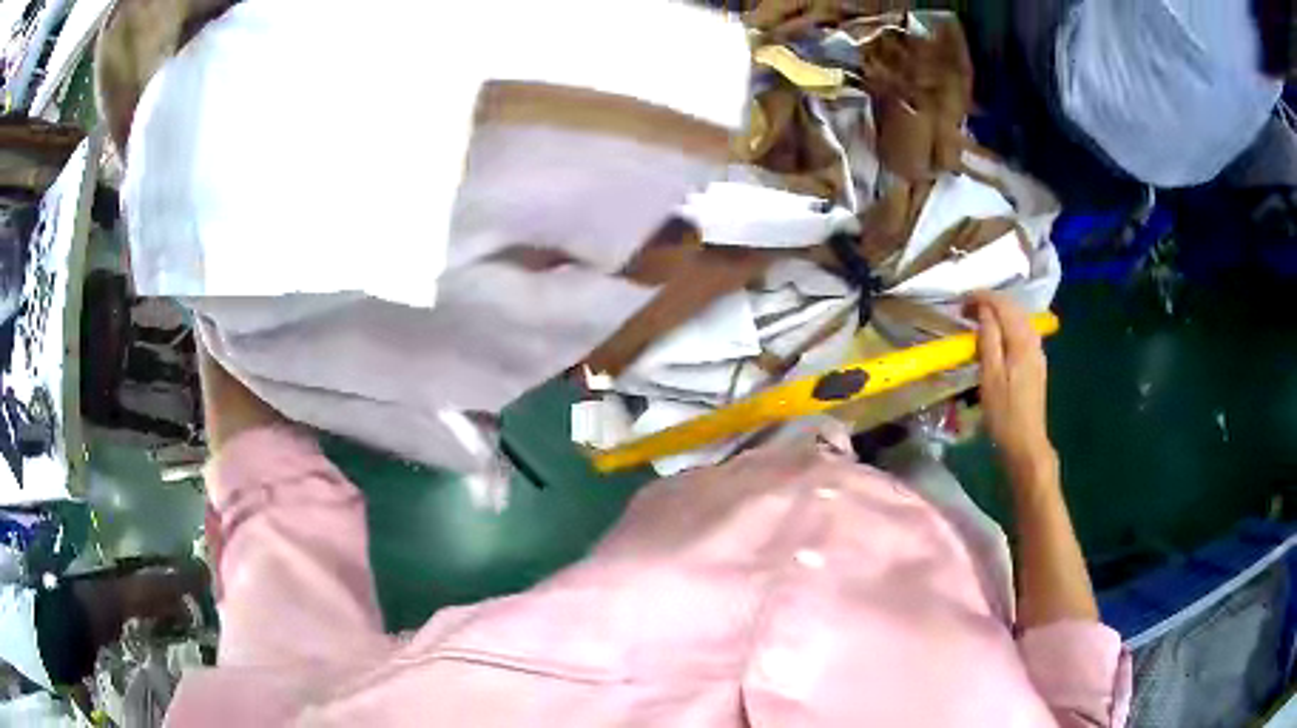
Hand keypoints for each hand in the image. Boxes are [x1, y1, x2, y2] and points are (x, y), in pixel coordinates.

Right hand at [966, 291, 1055, 474]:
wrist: (1026, 443)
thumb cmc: (1003, 413)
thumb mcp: (990, 376)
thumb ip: (988, 338)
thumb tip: (983, 309)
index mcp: (1021, 341)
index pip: (1003, 304)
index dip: (982, 297)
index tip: (961, 300)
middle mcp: (1033, 341)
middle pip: (1014, 308)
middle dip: (991, 302)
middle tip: (966, 308)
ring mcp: (1037, 352)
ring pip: (1019, 319)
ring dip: (999, 313)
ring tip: (978, 319)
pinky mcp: (1036, 364)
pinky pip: (1022, 333)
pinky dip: (1007, 326)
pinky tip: (996, 336)